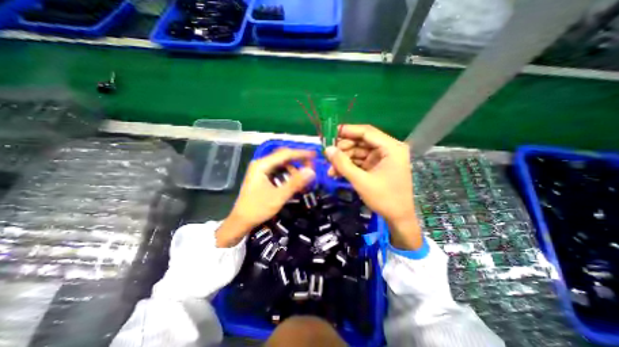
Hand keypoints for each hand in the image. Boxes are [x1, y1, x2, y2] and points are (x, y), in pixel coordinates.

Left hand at [216, 149, 315, 246]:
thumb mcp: (279, 197)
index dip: (301, 153)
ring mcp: (261, 170)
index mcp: (262, 165)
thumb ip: (295, 183)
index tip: (315, 155)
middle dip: (298, 160)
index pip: (285, 154)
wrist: (241, 221)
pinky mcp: (263, 176)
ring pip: (282, 164)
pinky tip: (294, 181)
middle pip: (283, 156)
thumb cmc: (258, 209)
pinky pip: (278, 171)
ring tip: (303, 178)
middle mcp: (261, 164)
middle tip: (311, 166)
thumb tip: (311, 171)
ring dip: (294, 169)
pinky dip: (288, 174)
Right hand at [325, 123, 420, 248]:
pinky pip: (360, 161)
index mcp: (391, 147)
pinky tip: (336, 173)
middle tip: (328, 156)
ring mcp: (382, 158)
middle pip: (361, 141)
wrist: (398, 218)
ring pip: (358, 152)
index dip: (347, 131)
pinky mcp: (377, 166)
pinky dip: (349, 166)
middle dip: (343, 149)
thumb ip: (343, 164)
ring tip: (330, 169)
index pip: (366, 132)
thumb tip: (327, 149)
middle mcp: (388, 149)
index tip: (330, 133)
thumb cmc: (384, 198)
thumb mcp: (361, 181)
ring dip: (344, 160)